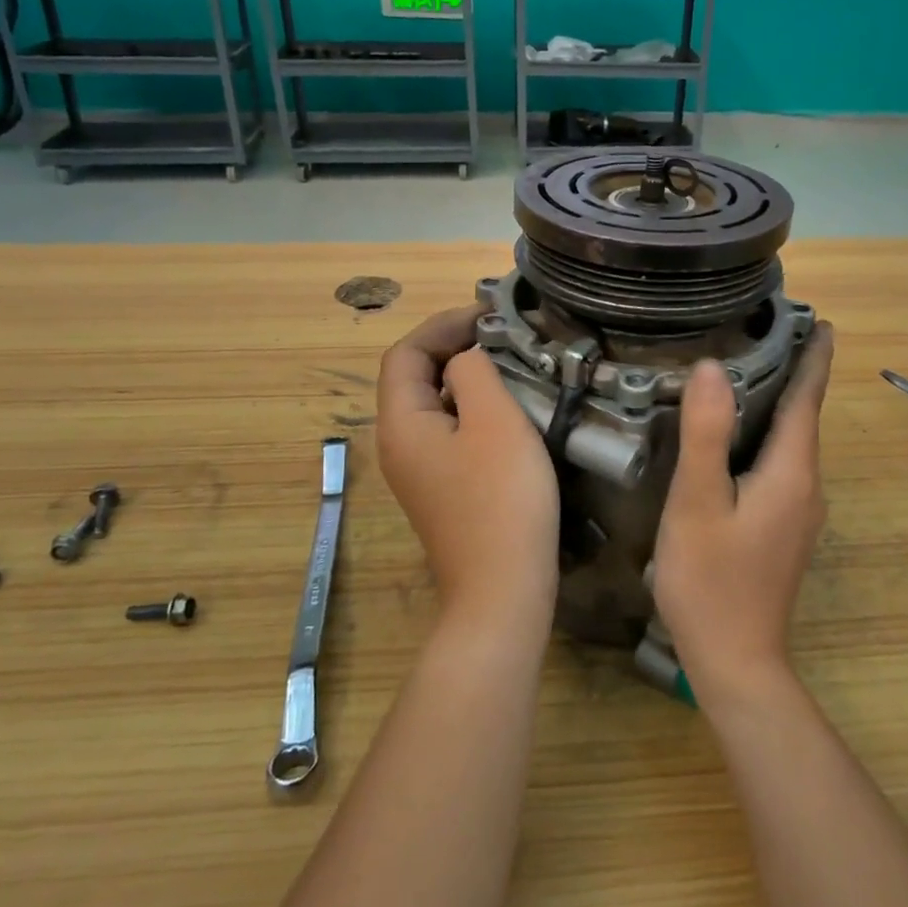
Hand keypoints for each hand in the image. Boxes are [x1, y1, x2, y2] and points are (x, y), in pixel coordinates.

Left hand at [376, 307, 560, 637]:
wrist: (503, 590)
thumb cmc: (501, 499)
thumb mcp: (493, 420)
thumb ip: (474, 372)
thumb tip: (466, 359)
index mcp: (401, 423)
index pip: (406, 354)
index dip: (443, 326)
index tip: (489, 316)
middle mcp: (399, 444)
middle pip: (414, 377)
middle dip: (454, 347)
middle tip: (502, 336)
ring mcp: (418, 471)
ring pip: (434, 404)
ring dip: (465, 377)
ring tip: (508, 364)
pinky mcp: (442, 488)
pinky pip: (449, 431)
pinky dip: (472, 408)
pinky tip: (506, 411)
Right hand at [652, 323, 834, 700]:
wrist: (736, 662)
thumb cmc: (711, 579)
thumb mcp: (698, 502)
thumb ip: (706, 434)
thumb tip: (715, 367)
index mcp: (791, 472)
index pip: (808, 400)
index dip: (815, 359)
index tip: (824, 322)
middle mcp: (806, 487)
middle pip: (804, 418)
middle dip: (796, 374)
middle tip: (769, 333)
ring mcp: (798, 512)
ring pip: (791, 443)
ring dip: (780, 405)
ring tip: (750, 372)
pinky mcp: (783, 529)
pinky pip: (781, 466)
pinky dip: (768, 436)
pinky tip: (738, 437)